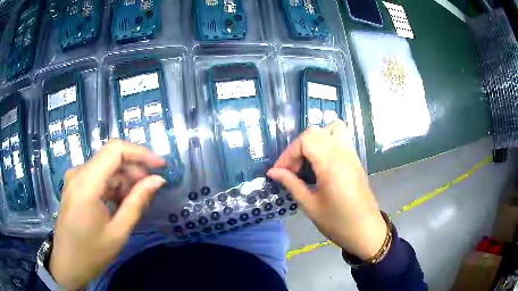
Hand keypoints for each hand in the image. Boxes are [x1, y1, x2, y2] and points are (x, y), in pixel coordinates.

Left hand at [49, 139, 165, 290]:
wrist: (67, 263)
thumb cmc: (92, 253)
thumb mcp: (118, 232)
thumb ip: (137, 202)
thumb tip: (157, 180)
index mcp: (86, 183)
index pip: (115, 150)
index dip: (140, 153)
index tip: (160, 165)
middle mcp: (78, 173)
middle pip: (110, 157)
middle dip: (133, 169)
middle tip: (150, 188)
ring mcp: (74, 178)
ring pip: (104, 166)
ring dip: (123, 179)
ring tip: (136, 200)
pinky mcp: (74, 185)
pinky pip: (97, 176)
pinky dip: (112, 185)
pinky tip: (120, 201)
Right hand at [268, 121, 386, 259]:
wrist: (366, 231)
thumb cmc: (337, 222)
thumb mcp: (310, 206)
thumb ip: (291, 184)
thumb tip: (273, 172)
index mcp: (331, 165)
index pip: (306, 140)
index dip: (288, 153)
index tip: (280, 171)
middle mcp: (343, 153)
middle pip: (316, 131)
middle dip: (298, 146)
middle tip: (292, 168)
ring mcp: (352, 154)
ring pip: (333, 128)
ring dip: (315, 139)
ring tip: (307, 160)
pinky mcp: (356, 160)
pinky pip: (341, 138)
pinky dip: (327, 143)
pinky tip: (320, 164)